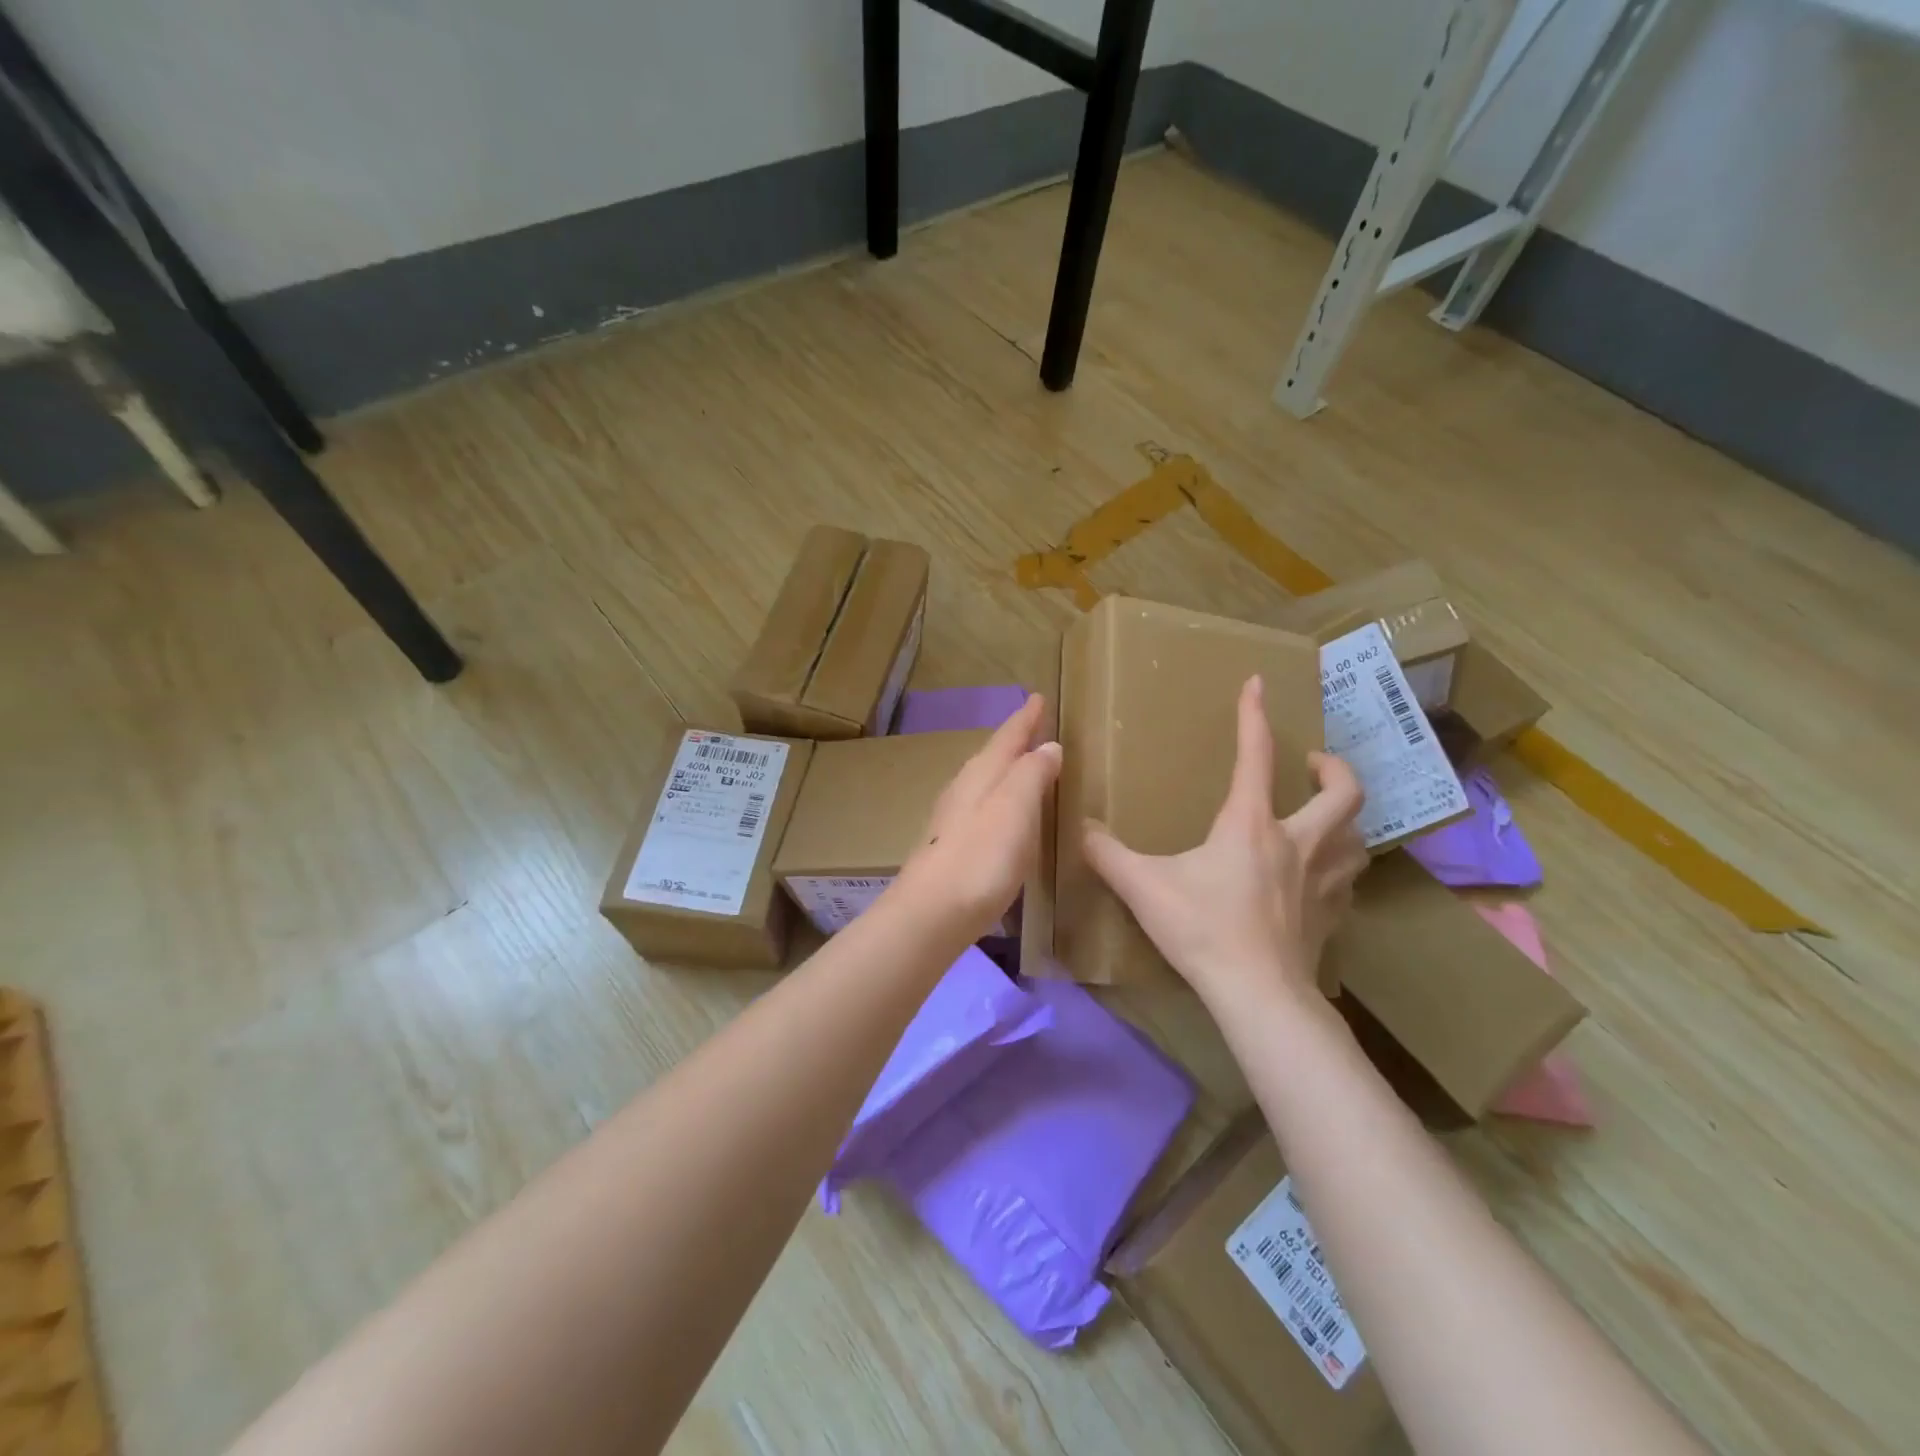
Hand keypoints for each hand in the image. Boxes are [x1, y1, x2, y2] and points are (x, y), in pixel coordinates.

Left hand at [893, 695, 1061, 939]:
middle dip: (1014, 740)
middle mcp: (963, 788)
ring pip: (983, 781)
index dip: (1025, 718)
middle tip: (1034, 727)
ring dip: (1005, 769)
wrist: (932, 912)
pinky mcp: (950, 846)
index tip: (1038, 698)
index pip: (1007, 737)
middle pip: (992, 755)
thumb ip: (1031, 774)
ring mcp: (952, 818)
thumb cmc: (981, 856)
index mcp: (981, 774)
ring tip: (1023, 765)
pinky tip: (1002, 814)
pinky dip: (998, 799)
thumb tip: (1048, 746)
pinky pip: (981, 806)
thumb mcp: (1015, 808)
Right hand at [1082, 675, 1366, 1010]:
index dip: (1254, 715)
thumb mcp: (1143, 886)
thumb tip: (1078, 828)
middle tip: (1312, 763)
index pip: (1256, 756)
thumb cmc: (1203, 929)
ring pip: (1357, 836)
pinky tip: (1320, 876)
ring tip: (1324, 816)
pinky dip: (1340, 867)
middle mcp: (1297, 842)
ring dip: (1345, 818)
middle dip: (1334, 768)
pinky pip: (1348, 880)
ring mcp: (1322, 880)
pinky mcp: (1330, 915)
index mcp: (1251, 825)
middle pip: (1343, 792)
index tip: (1258, 684)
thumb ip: (1106, 853)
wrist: (1258, 994)